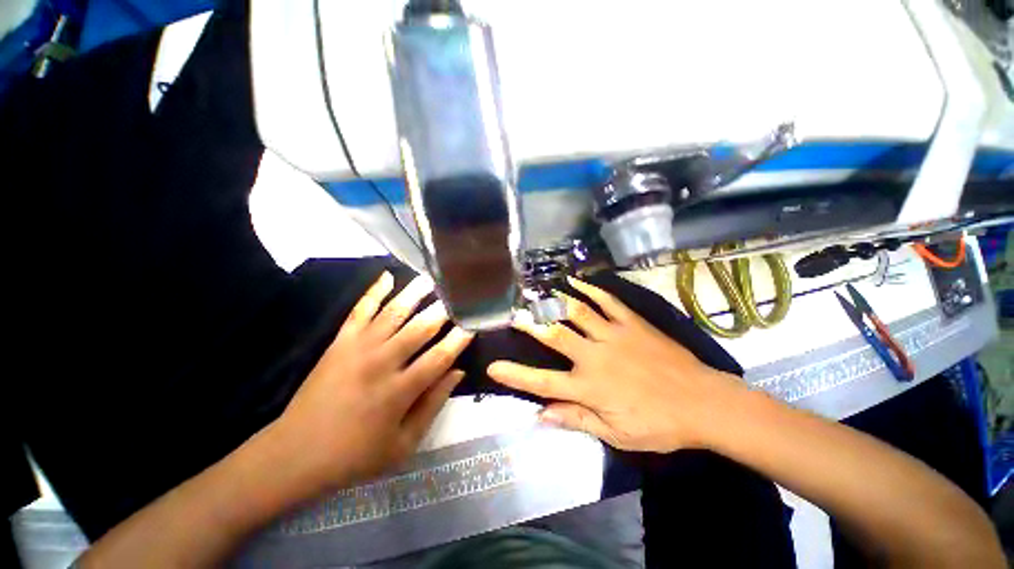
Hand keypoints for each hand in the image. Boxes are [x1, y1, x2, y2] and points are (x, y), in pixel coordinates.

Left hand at [274, 271, 473, 490]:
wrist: (295, 454)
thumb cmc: (355, 455)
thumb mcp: (403, 444)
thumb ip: (433, 404)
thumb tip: (458, 372)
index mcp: (399, 391)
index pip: (439, 357)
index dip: (459, 339)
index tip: (473, 324)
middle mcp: (381, 363)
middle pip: (420, 329)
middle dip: (442, 310)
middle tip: (458, 295)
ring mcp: (358, 348)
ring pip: (393, 313)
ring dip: (414, 294)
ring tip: (431, 278)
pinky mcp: (339, 342)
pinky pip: (359, 311)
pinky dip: (374, 292)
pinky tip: (387, 276)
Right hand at [488, 277, 744, 452]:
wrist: (703, 403)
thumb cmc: (658, 425)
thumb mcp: (616, 434)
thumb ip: (577, 421)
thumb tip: (541, 416)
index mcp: (589, 387)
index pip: (543, 382)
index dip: (515, 375)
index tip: (493, 367)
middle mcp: (595, 356)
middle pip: (555, 336)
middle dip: (530, 324)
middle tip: (513, 313)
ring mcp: (613, 335)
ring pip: (577, 312)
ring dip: (555, 301)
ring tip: (537, 290)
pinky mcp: (632, 323)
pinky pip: (607, 301)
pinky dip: (590, 289)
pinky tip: (575, 281)